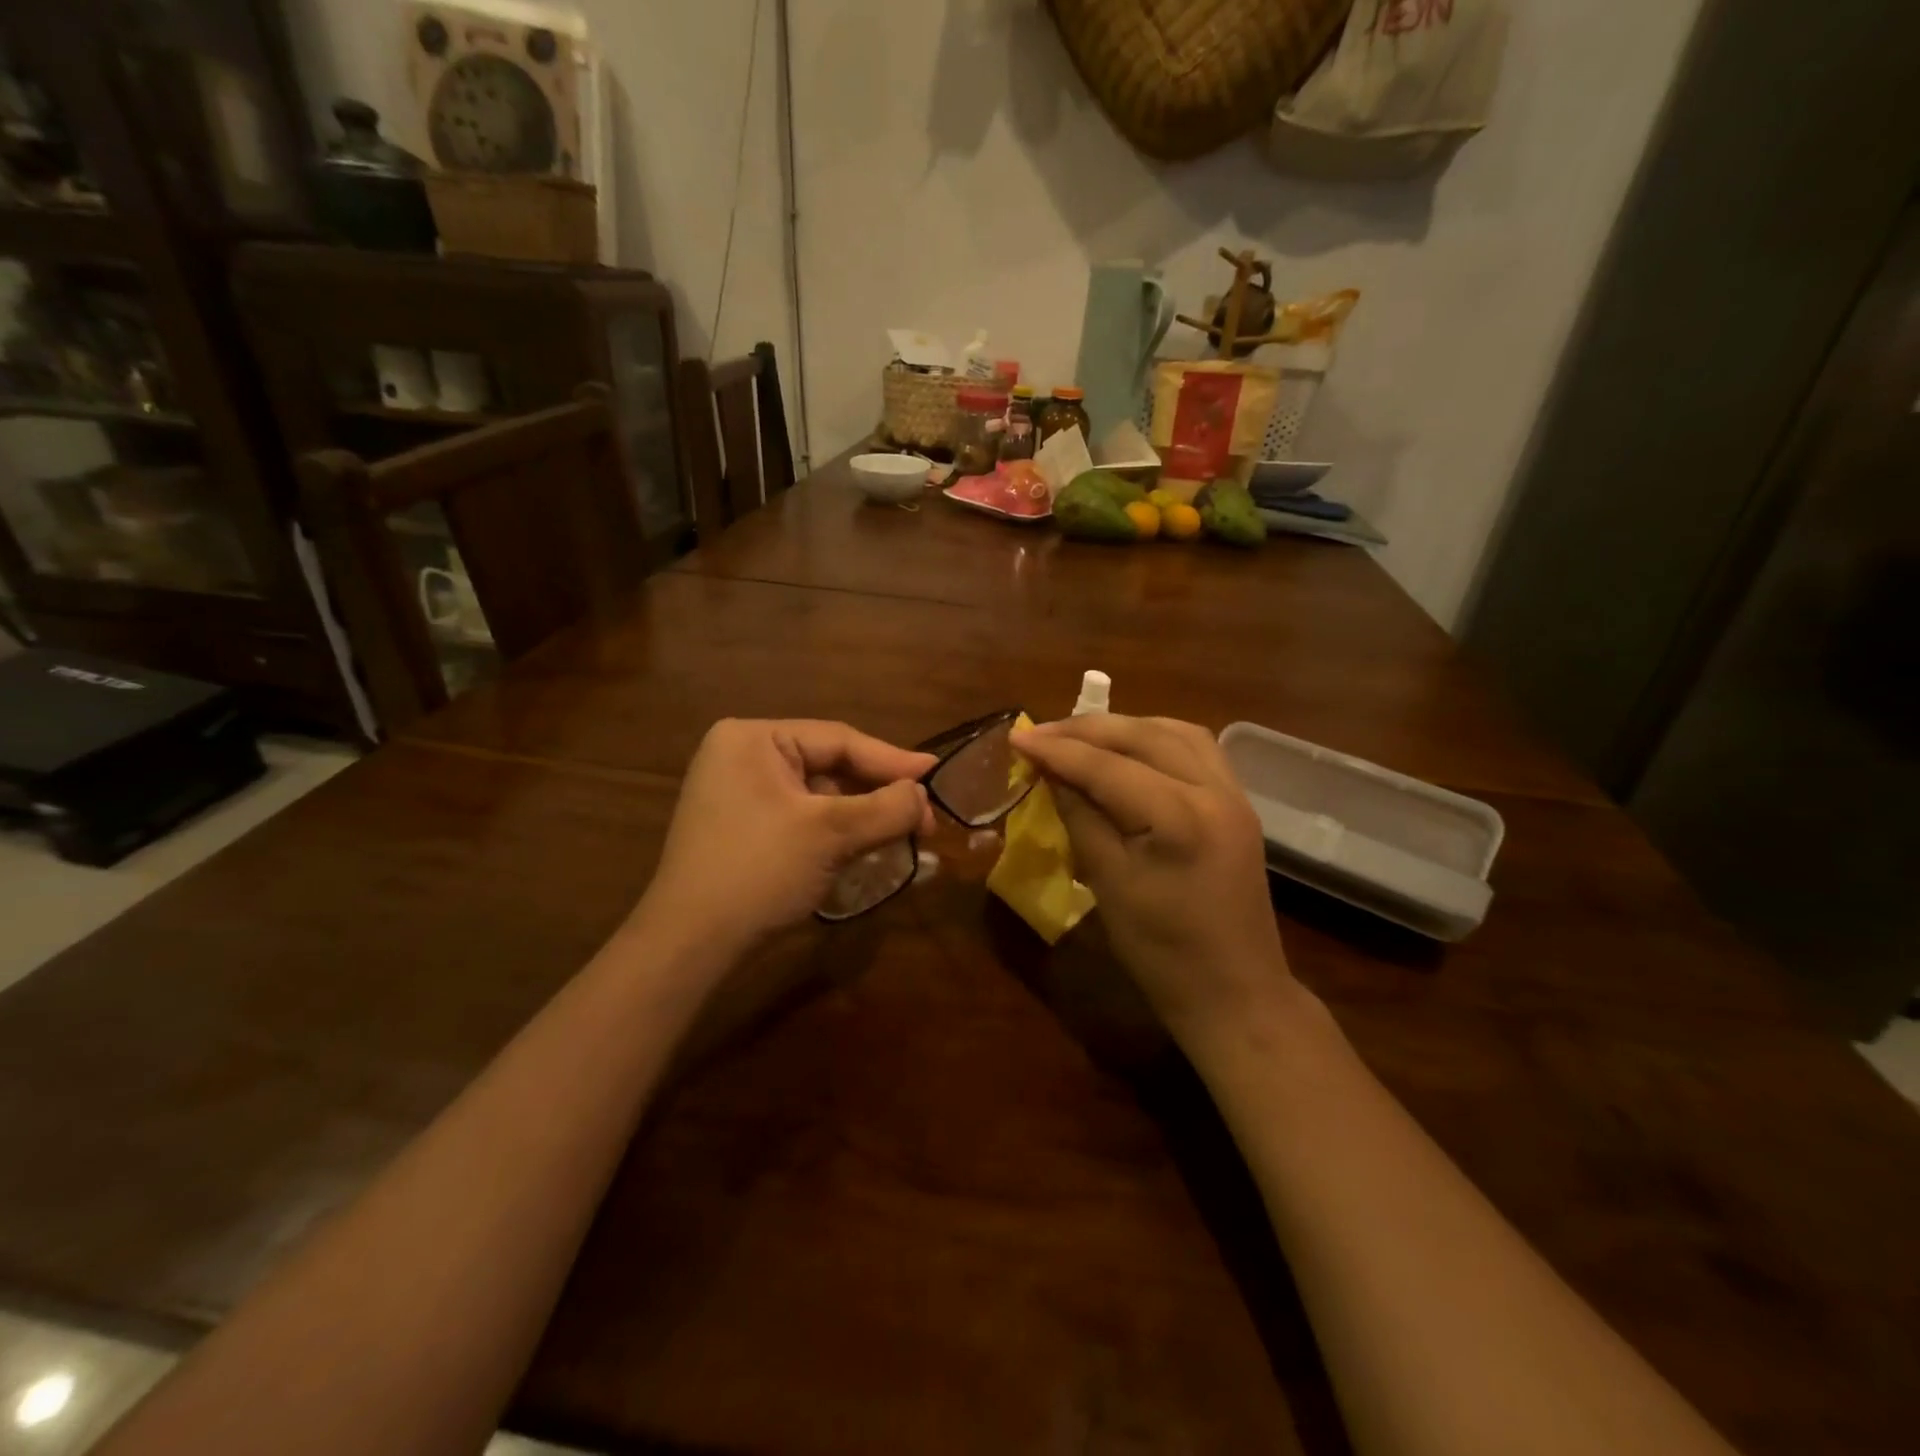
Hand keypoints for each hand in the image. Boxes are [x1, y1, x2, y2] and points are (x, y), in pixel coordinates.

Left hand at [637, 719, 934, 959]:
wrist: (690, 946)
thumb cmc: (759, 872)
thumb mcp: (831, 834)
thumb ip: (886, 808)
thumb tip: (923, 795)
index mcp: (752, 739)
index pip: (838, 739)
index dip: (893, 759)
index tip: (937, 773)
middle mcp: (742, 756)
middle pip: (830, 766)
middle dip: (879, 794)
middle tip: (926, 819)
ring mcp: (739, 794)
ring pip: (820, 795)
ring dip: (863, 815)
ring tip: (906, 835)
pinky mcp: (744, 828)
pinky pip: (803, 817)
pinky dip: (837, 831)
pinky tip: (868, 846)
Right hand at [1009, 715, 1294, 1050]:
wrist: (1235, 993)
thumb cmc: (1163, 952)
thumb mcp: (1109, 883)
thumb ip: (1079, 817)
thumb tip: (1050, 773)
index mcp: (1180, 817)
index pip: (1107, 766)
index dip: (1057, 749)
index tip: (1016, 738)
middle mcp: (1214, 791)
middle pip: (1143, 736)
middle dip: (1087, 730)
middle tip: (1040, 733)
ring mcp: (1234, 795)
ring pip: (1175, 732)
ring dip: (1125, 727)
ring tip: (1082, 737)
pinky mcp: (1238, 805)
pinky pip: (1195, 750)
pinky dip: (1155, 740)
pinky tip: (1129, 751)